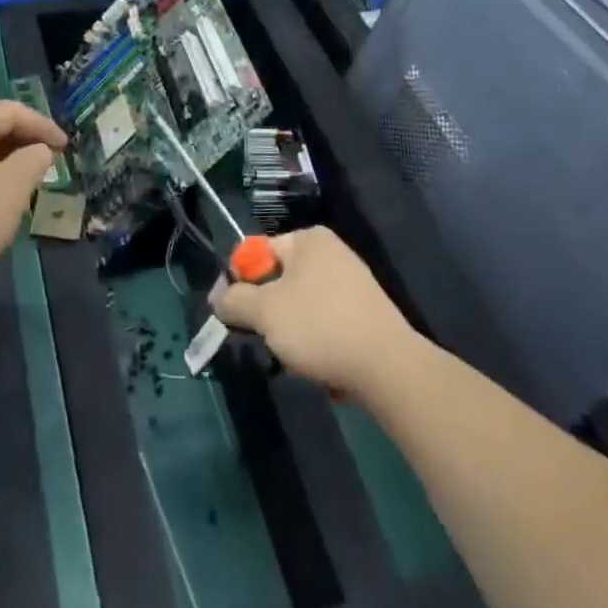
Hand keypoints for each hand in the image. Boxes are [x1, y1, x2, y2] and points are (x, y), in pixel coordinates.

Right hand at [212, 227, 420, 399]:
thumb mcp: (265, 312)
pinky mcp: (366, 314)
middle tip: (262, 338)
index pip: (257, 253)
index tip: (229, 313)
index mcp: (308, 239)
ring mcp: (353, 283)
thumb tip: (218, 297)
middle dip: (267, 312)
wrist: (389, 368)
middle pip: (279, 279)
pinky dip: (318, 342)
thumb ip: (234, 300)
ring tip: (294, 358)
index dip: (238, 282)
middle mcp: (331, 252)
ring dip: (291, 332)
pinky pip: (326, 323)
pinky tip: (321, 366)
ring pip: (301, 305)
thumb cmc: (320, 327)